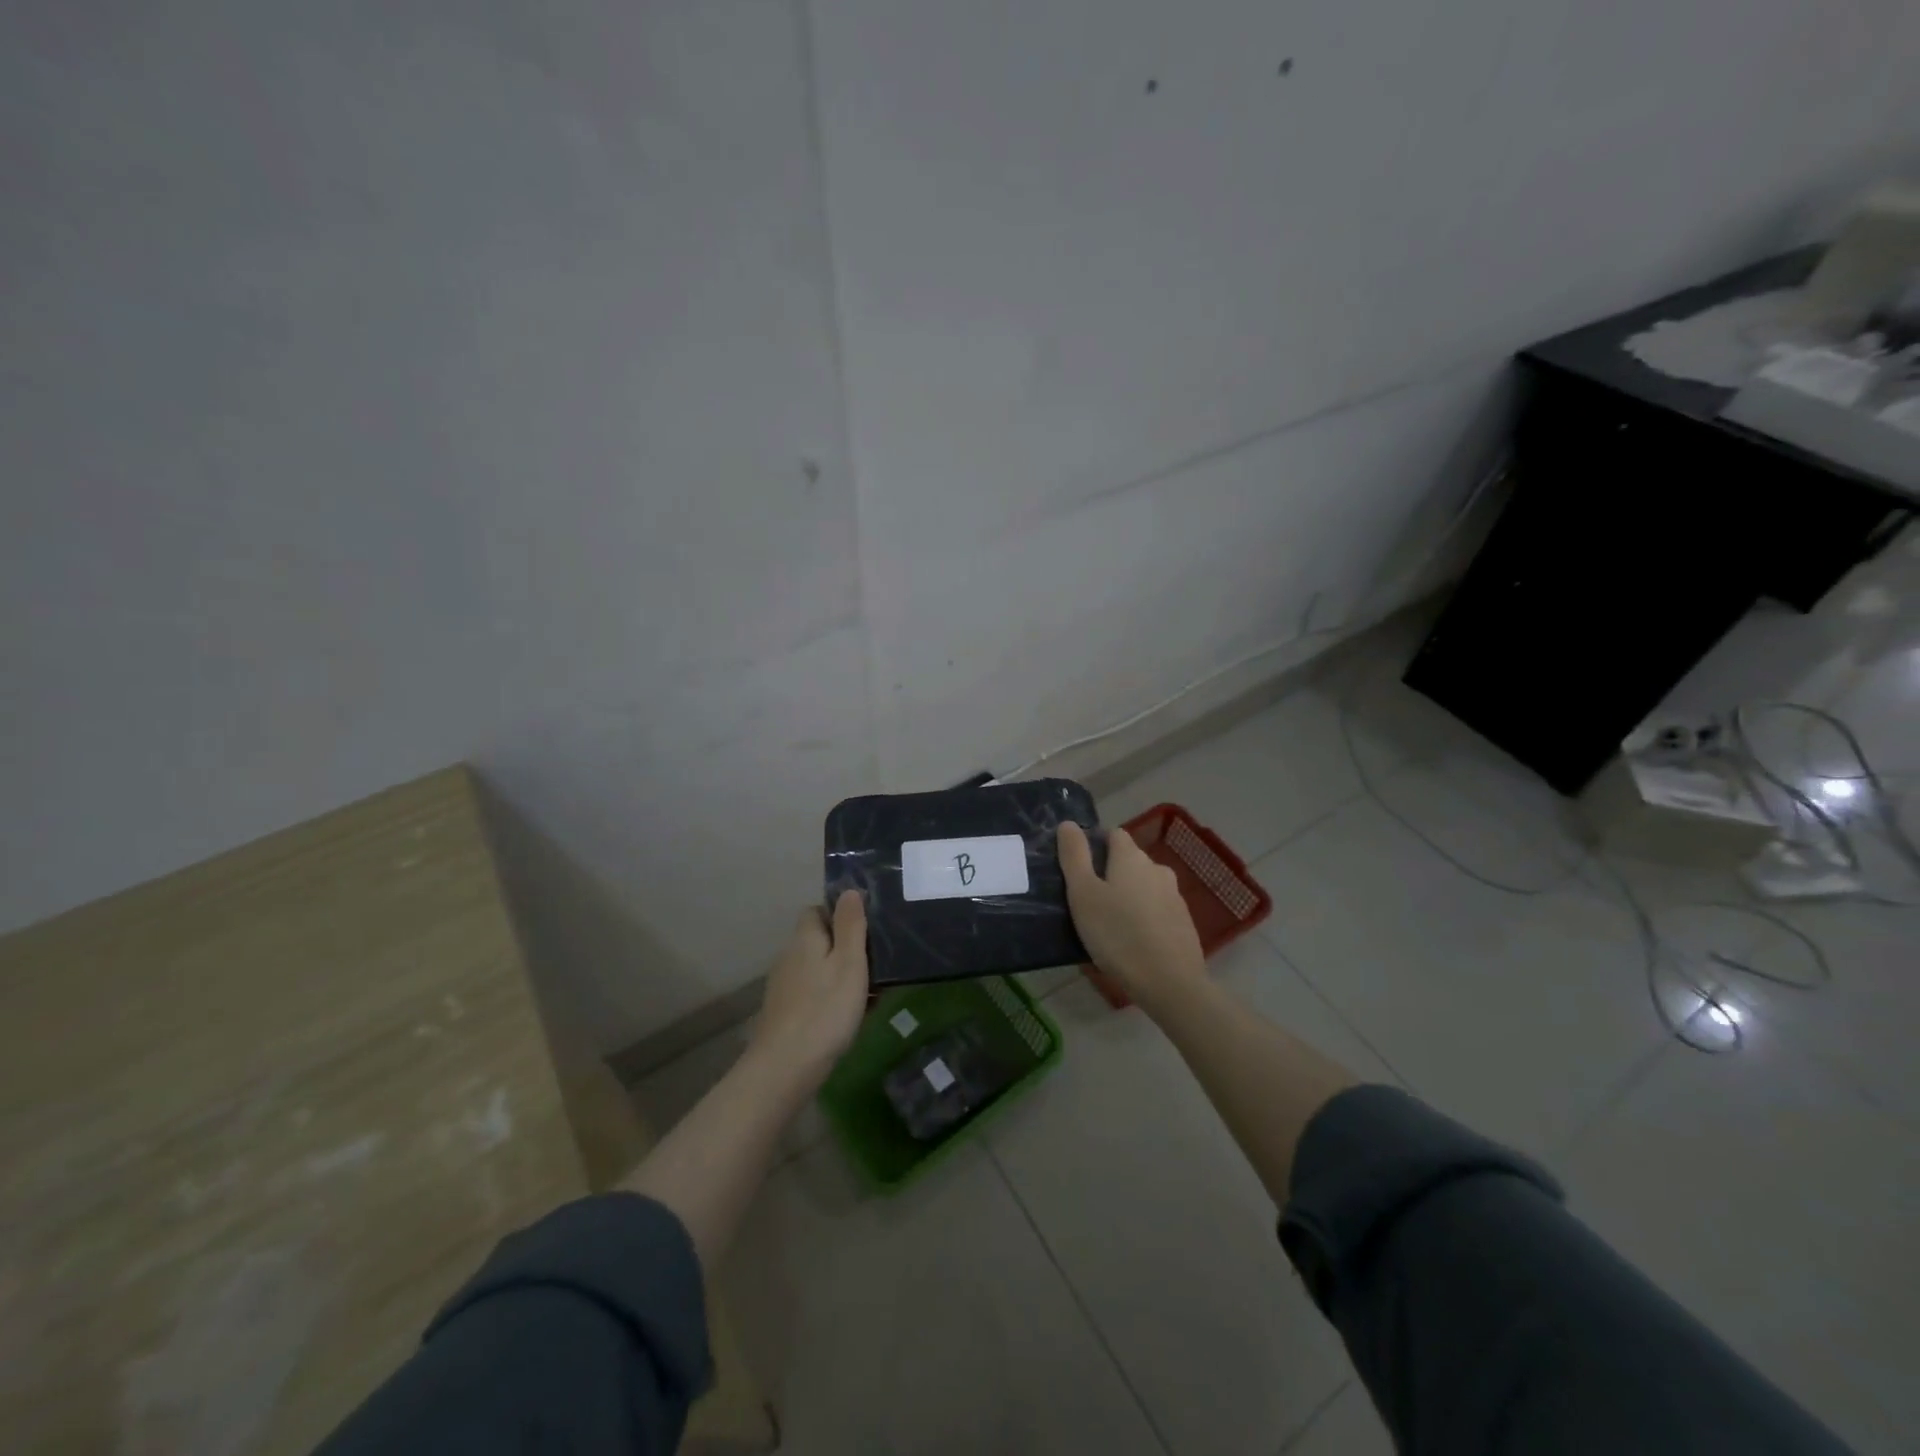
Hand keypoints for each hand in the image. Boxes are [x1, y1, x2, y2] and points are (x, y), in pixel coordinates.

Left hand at [751, 890, 870, 1081]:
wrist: (785, 1067)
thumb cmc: (825, 1009)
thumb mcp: (849, 963)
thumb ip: (851, 925)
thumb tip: (848, 890)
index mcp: (805, 938)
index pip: (817, 910)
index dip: (840, 914)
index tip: (867, 928)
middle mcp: (789, 956)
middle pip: (819, 940)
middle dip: (845, 948)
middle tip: (876, 963)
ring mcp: (784, 986)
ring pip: (818, 969)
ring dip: (840, 975)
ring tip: (870, 992)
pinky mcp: (784, 1013)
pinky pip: (813, 993)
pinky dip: (831, 998)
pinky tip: (849, 1017)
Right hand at [1057, 821, 1206, 1014]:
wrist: (1170, 983)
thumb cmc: (1117, 935)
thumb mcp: (1083, 895)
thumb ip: (1074, 856)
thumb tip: (1069, 824)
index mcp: (1131, 857)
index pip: (1113, 834)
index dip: (1095, 845)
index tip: (1078, 871)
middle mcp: (1157, 868)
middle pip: (1129, 860)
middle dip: (1110, 872)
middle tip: (1089, 901)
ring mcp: (1175, 895)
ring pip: (1144, 885)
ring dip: (1128, 895)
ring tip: (1109, 923)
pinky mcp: (1183, 921)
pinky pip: (1157, 908)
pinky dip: (1144, 916)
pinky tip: (1132, 939)